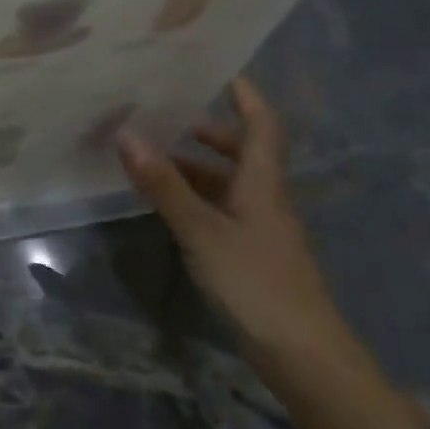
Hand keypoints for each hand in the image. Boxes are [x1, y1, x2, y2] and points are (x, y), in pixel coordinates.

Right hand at [116, 79, 354, 374]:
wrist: (303, 355)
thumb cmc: (256, 283)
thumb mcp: (201, 230)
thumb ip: (163, 185)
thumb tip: (127, 134)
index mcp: (263, 186)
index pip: (262, 129)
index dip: (248, 99)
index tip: (225, 73)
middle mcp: (266, 201)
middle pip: (244, 155)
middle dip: (210, 133)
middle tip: (169, 118)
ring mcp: (260, 231)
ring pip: (229, 185)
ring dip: (196, 168)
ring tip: (153, 159)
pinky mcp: (251, 256)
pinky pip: (221, 210)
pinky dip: (195, 198)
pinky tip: (168, 206)